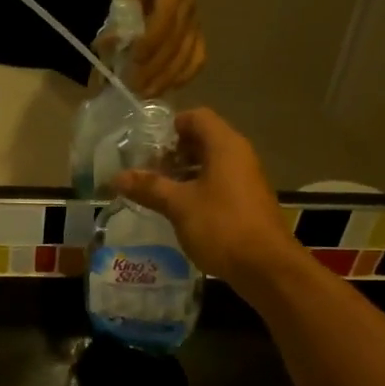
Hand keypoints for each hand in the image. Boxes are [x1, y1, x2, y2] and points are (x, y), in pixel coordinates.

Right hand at [112, 109, 303, 291]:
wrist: (267, 268)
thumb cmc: (222, 226)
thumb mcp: (179, 205)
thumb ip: (149, 187)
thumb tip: (117, 177)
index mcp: (225, 145)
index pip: (197, 117)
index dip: (171, 126)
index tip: (148, 146)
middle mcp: (239, 155)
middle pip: (203, 139)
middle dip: (174, 152)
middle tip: (148, 170)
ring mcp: (246, 179)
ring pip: (211, 163)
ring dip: (184, 173)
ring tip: (158, 191)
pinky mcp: (247, 202)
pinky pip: (219, 183)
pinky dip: (198, 189)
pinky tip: (180, 210)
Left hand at [118, 0, 205, 94]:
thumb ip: (118, 16)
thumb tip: (105, 47)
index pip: (166, 17)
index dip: (151, 41)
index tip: (134, 60)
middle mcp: (189, 5)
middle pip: (176, 43)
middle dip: (154, 69)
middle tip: (133, 88)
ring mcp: (197, 20)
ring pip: (188, 55)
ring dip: (167, 78)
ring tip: (146, 93)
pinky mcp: (199, 32)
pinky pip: (198, 58)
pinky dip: (185, 75)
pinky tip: (169, 87)